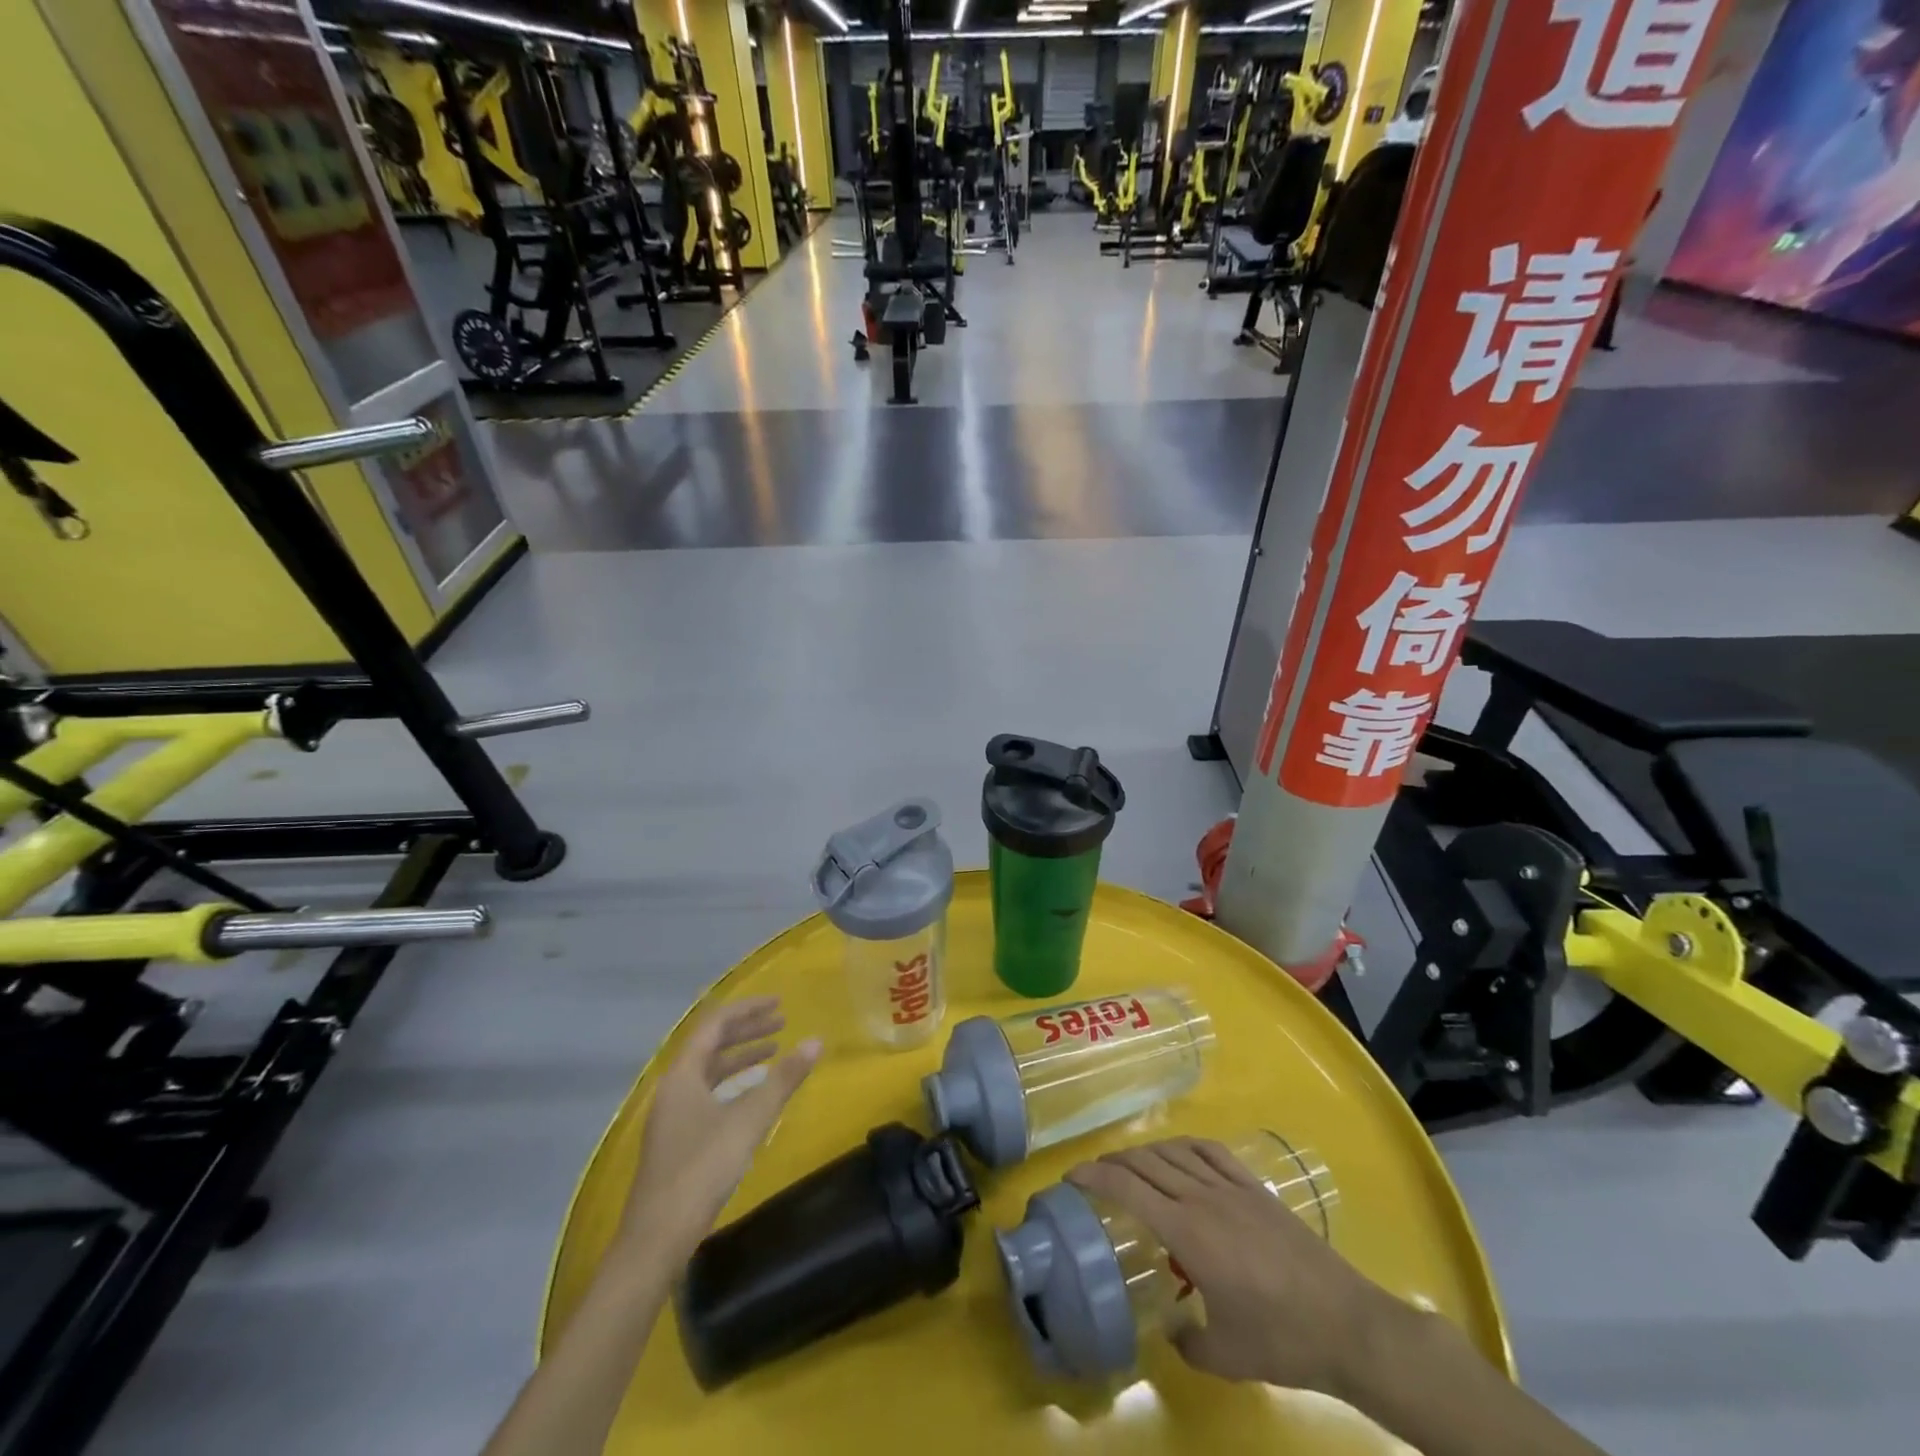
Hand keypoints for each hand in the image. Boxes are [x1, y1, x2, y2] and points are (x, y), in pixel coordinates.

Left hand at [620, 997, 820, 1263]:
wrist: (656, 1240)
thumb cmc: (701, 1170)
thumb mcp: (749, 1120)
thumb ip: (783, 1079)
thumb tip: (816, 1042)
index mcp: (683, 1073)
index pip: (715, 1023)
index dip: (748, 1009)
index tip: (780, 1003)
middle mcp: (673, 1087)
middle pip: (711, 1044)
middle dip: (747, 1030)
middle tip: (782, 1023)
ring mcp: (672, 1114)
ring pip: (709, 1070)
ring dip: (741, 1057)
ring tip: (774, 1052)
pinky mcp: (676, 1138)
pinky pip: (708, 1093)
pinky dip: (733, 1084)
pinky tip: (753, 1096)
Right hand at [1067, 1137, 1409, 1398]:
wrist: (1349, 1325)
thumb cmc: (1282, 1341)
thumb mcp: (1225, 1357)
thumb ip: (1187, 1342)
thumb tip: (1169, 1330)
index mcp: (1187, 1231)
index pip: (1128, 1188)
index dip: (1095, 1175)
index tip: (1070, 1175)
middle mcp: (1203, 1197)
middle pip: (1146, 1162)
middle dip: (1113, 1161)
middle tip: (1093, 1173)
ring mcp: (1231, 1188)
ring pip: (1175, 1152)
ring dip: (1145, 1152)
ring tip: (1130, 1165)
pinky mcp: (1255, 1188)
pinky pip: (1211, 1152)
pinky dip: (1185, 1145)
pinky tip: (1179, 1153)